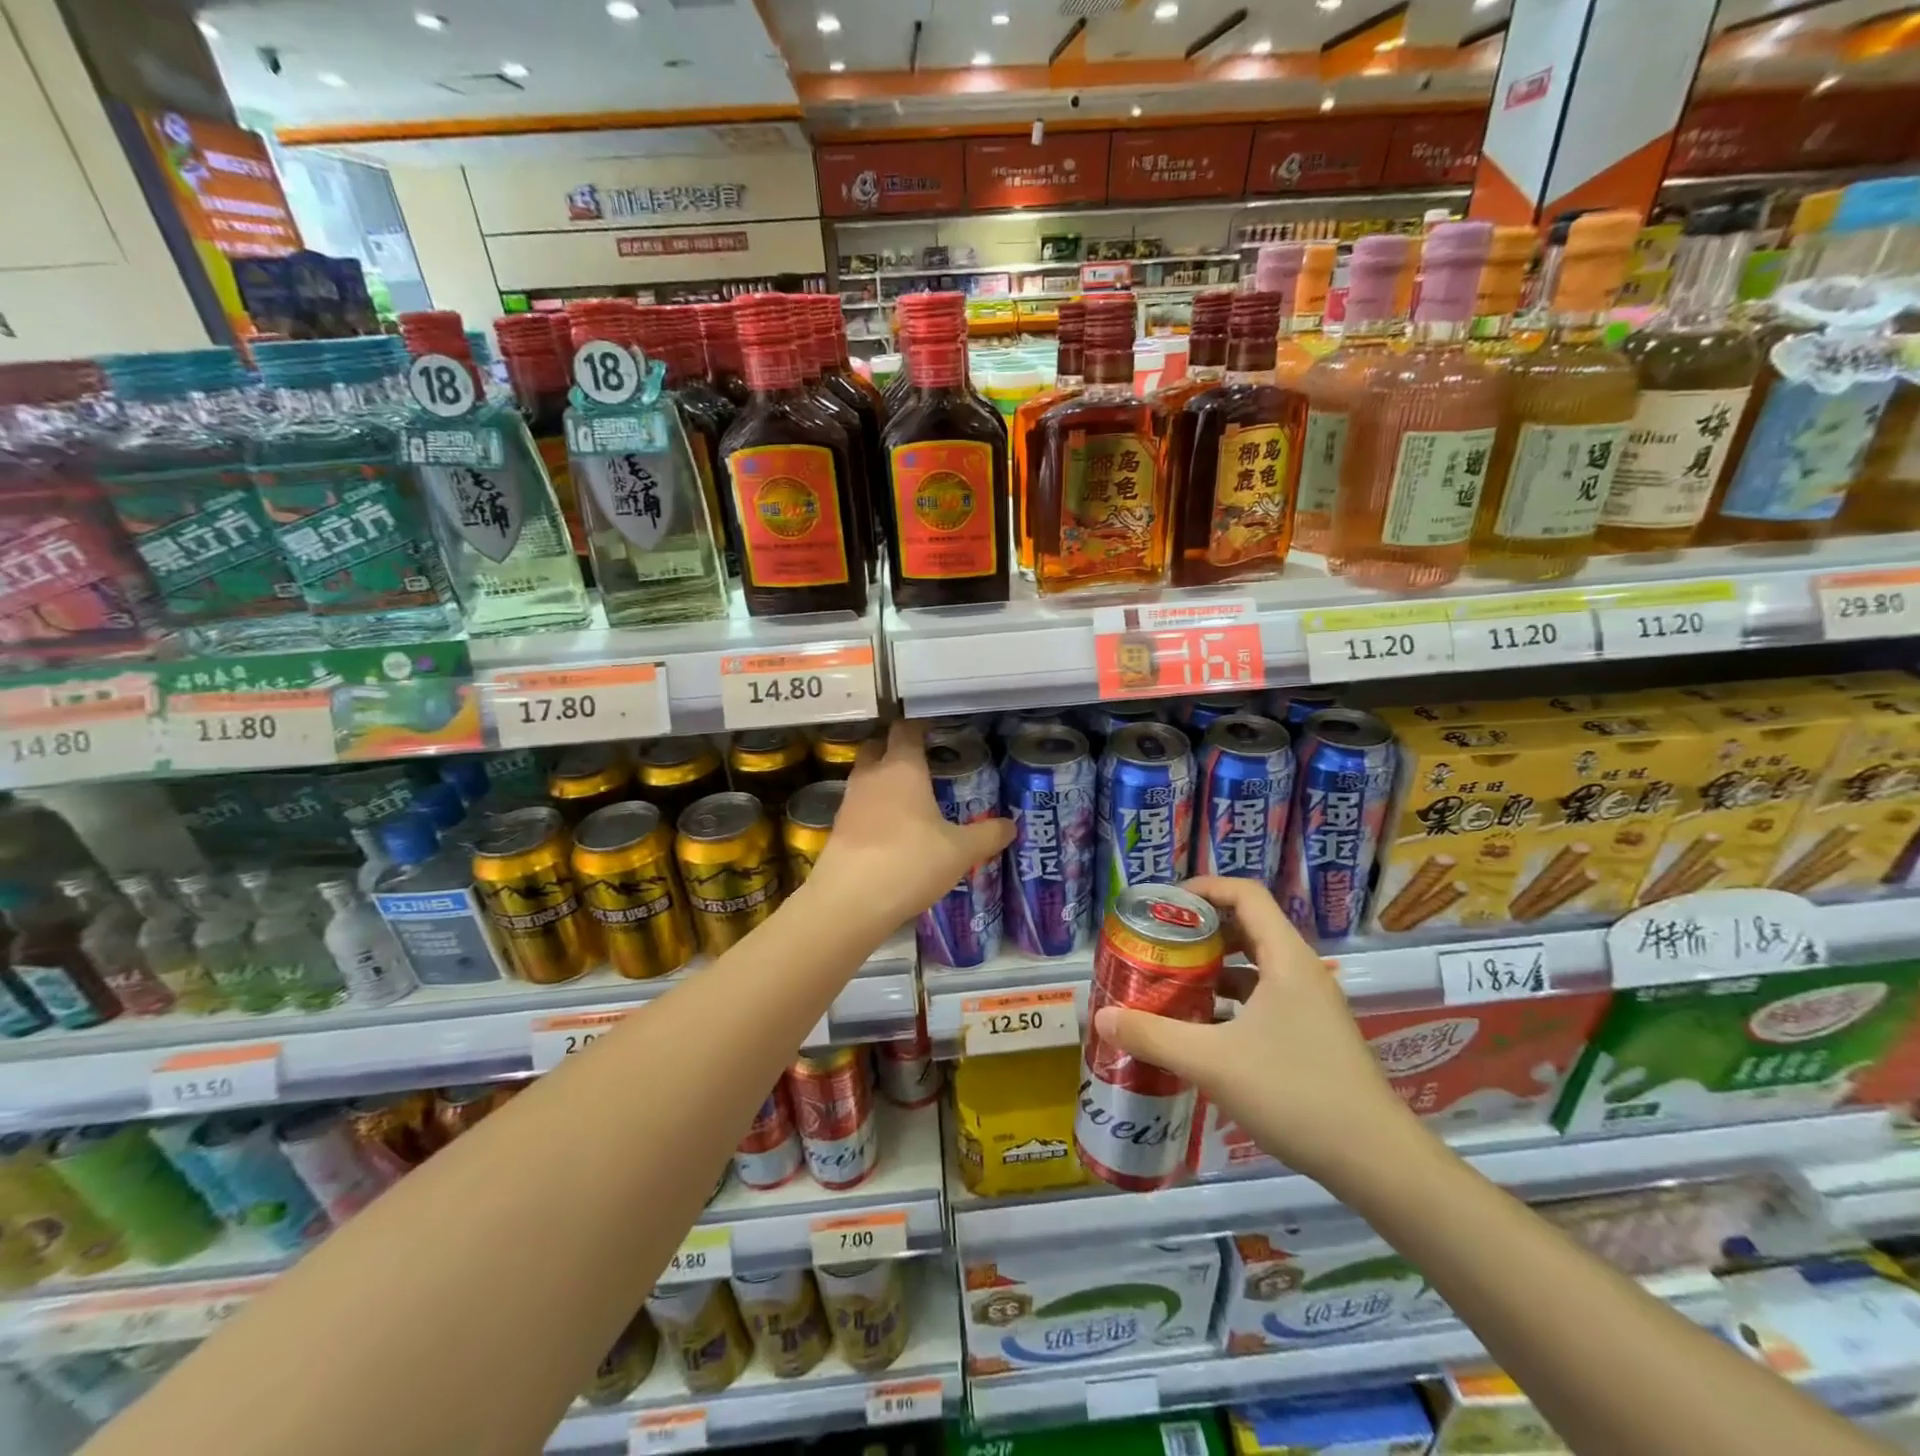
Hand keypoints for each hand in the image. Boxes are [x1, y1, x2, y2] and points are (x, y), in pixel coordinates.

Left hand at [809, 720, 1014, 929]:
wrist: (850, 901)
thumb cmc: (910, 862)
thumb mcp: (961, 852)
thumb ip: (988, 835)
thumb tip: (1011, 825)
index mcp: (902, 768)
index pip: (906, 729)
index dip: (920, 725)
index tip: (936, 729)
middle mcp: (872, 775)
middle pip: (878, 746)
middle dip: (895, 748)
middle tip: (922, 761)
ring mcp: (850, 801)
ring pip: (866, 777)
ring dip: (883, 780)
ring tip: (910, 797)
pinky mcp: (838, 828)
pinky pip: (859, 806)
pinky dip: (874, 808)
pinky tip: (892, 829)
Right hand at [1093, 875, 1422, 1186]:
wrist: (1376, 1162)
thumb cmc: (1295, 1093)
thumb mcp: (1213, 1062)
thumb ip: (1154, 1036)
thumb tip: (1102, 1017)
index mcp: (1286, 959)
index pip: (1245, 895)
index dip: (1204, 888)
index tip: (1165, 903)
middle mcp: (1301, 972)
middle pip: (1248, 927)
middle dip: (1201, 930)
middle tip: (1160, 942)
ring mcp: (1310, 1006)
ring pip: (1255, 967)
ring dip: (1214, 968)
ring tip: (1172, 983)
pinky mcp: (1312, 1036)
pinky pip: (1264, 999)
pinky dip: (1230, 1001)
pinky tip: (1202, 1029)